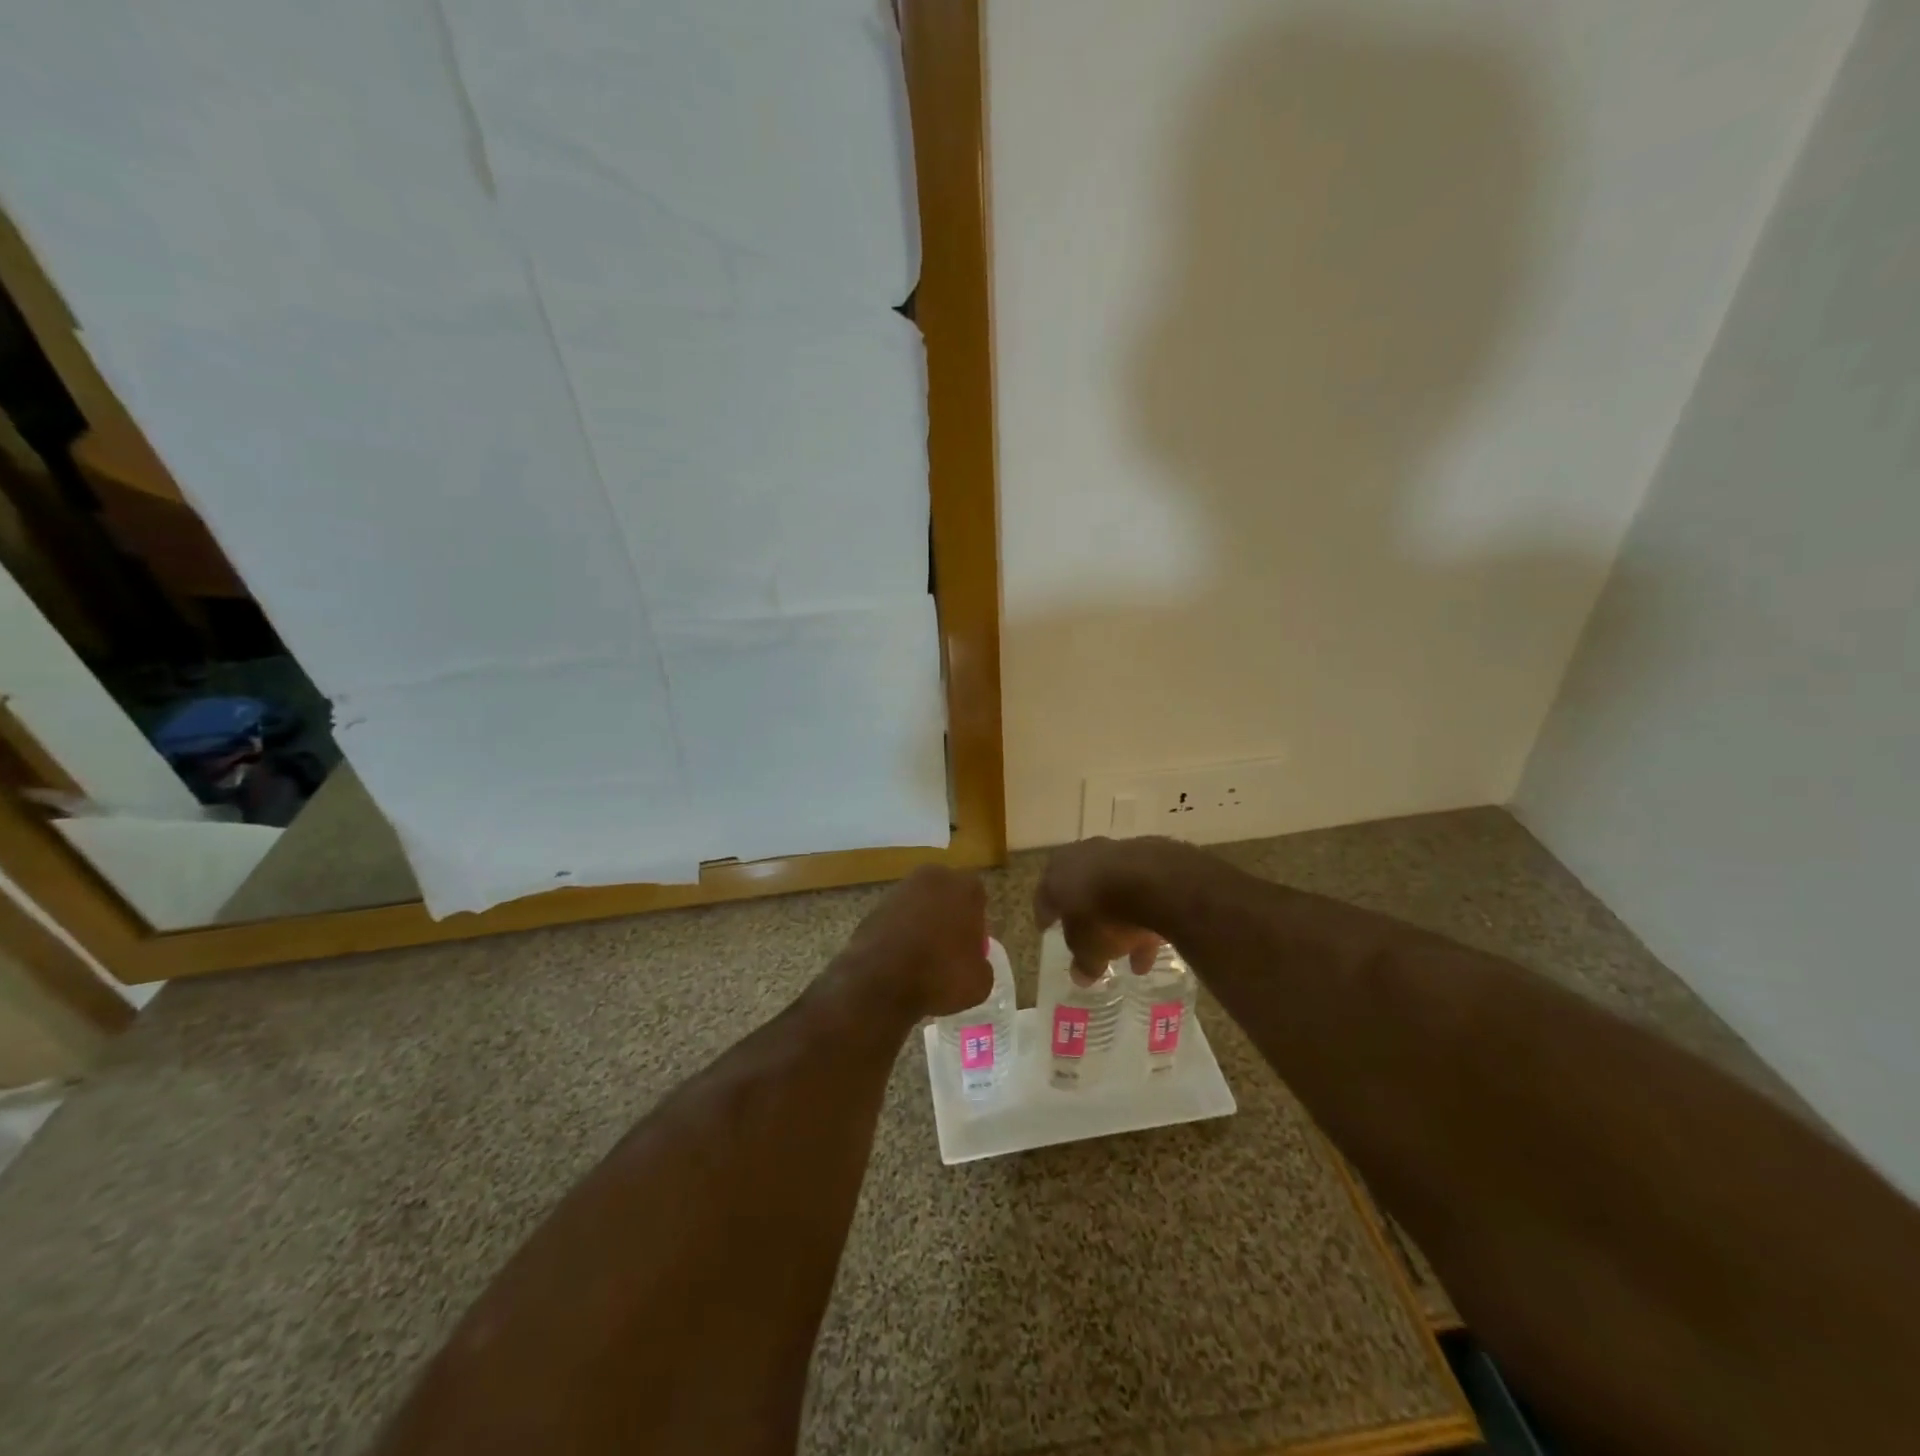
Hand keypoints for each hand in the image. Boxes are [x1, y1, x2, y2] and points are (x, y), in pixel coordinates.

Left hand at [840, 866, 991, 1019]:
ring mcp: (899, 890)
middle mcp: (932, 879)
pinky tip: (899, 961)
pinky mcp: (874, 907)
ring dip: (922, 924)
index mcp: (964, 887)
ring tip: (921, 959)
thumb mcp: (980, 981)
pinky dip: (899, 934)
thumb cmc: (939, 975)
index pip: (977, 898)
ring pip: (919, 905)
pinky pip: (896, 919)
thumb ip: (981, 963)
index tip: (971, 948)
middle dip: (948, 916)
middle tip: (948, 950)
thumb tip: (973, 963)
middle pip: (946, 895)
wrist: (879, 984)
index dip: (976, 924)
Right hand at [1035, 837, 1186, 979]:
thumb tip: (1081, 976)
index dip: (1046, 916)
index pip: (1044, 898)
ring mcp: (1114, 853)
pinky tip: (1155, 938)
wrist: (1152, 881)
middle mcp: (1080, 858)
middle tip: (1088, 935)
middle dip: (1085, 914)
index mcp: (1055, 877)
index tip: (1047, 928)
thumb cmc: (1103, 916)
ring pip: (1113, 890)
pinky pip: (1140, 889)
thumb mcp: (1089, 949)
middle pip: (1079, 889)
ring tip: (1133, 952)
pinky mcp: (1146, 855)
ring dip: (1121, 917)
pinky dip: (1143, 910)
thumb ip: (1084, 962)